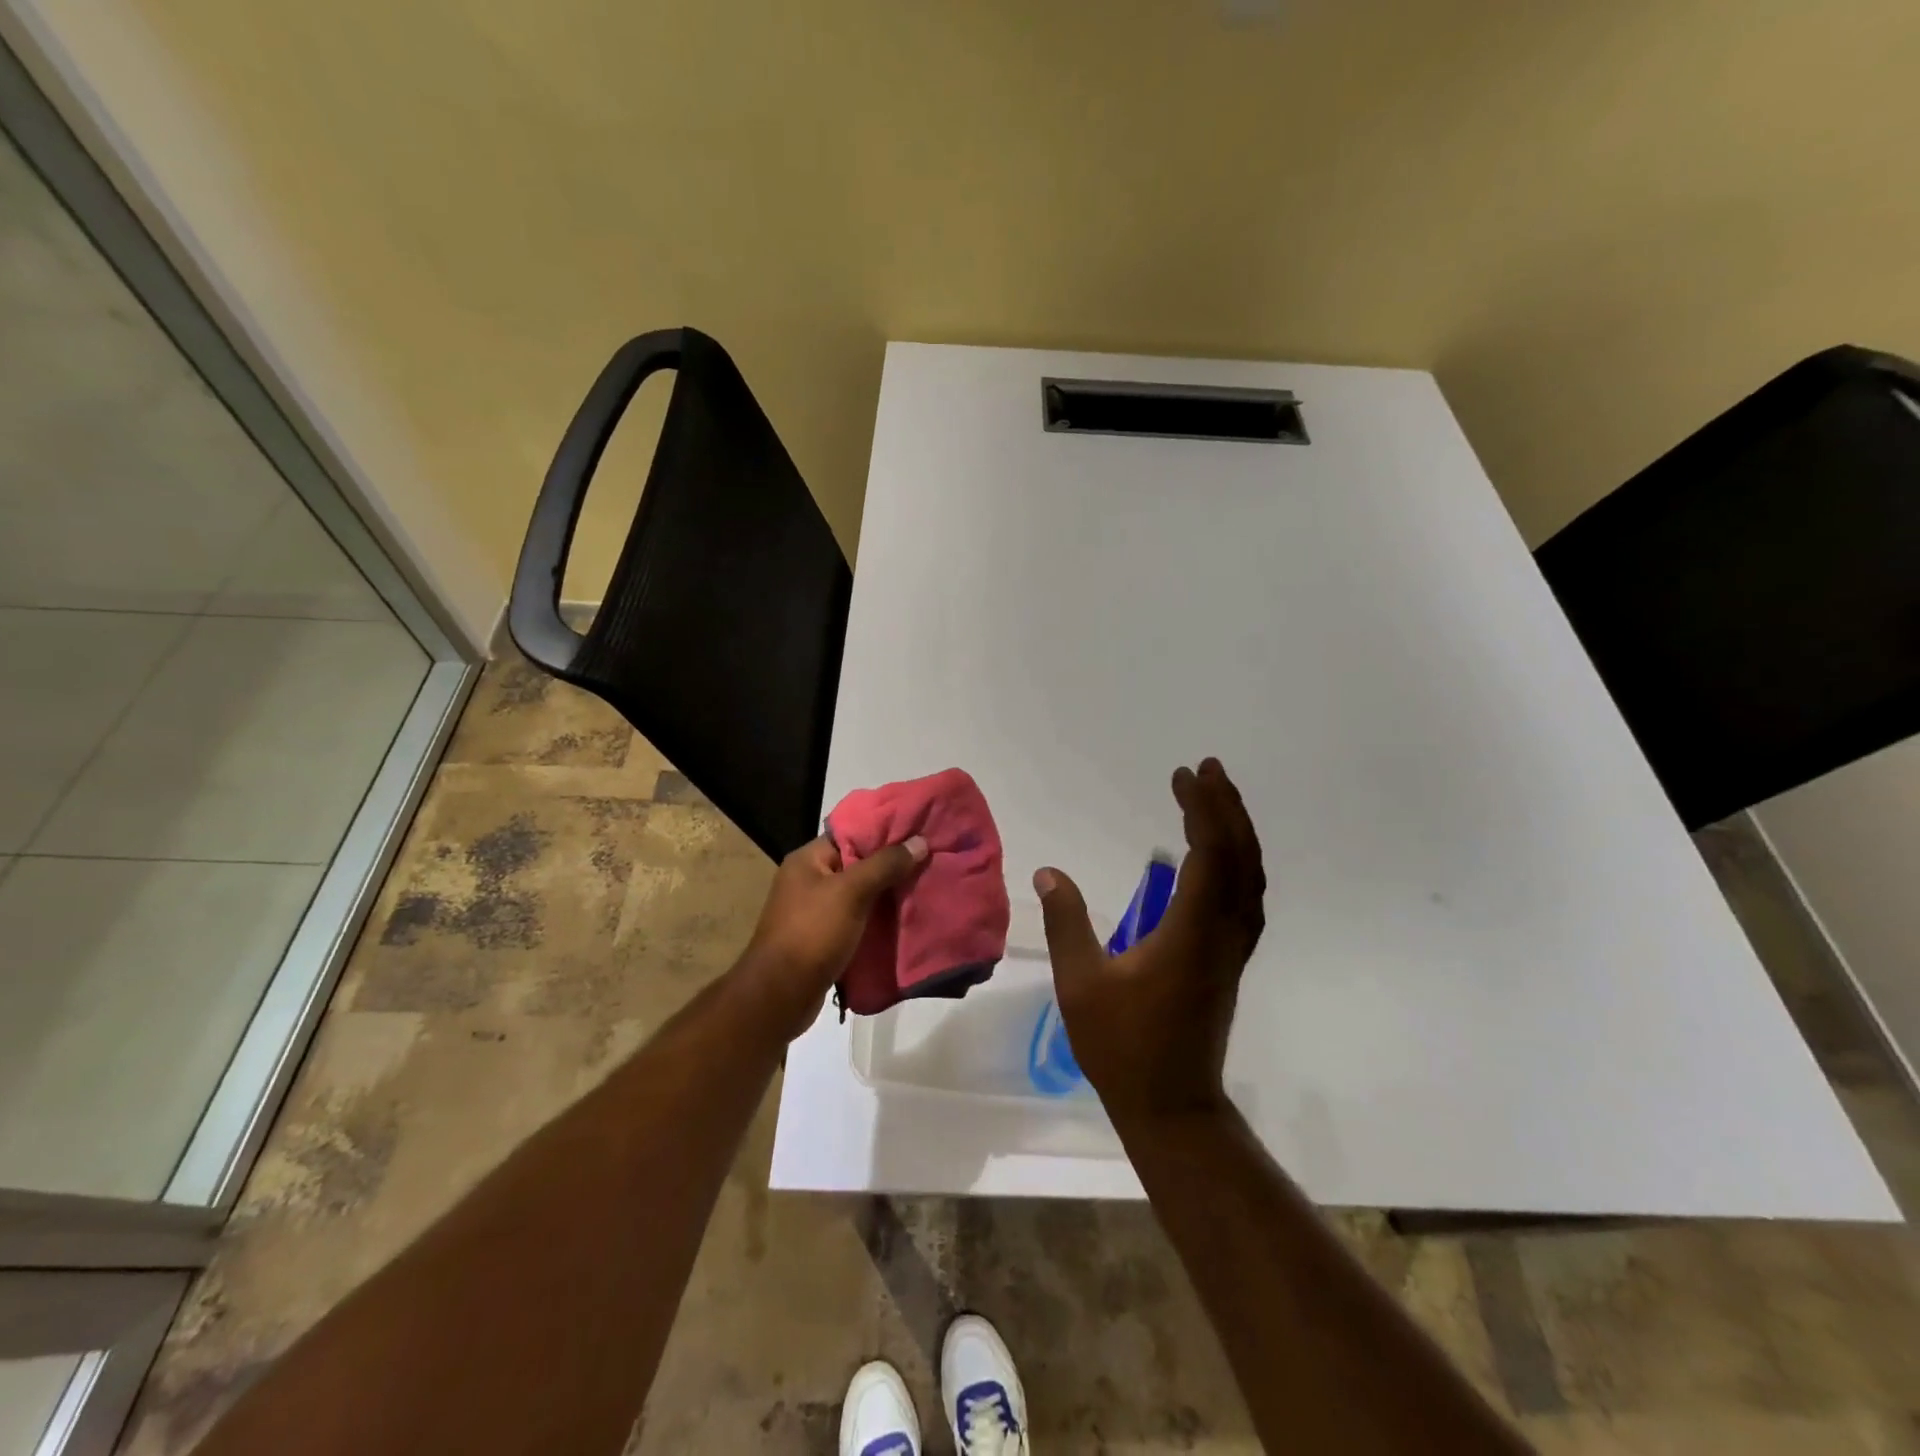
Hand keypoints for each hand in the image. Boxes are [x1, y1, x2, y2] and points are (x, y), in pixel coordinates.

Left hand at [737, 833, 928, 1038]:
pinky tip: (906, 917)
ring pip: (860, 893)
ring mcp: (815, 911)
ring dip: (887, 893)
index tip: (918, 829)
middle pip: (858, 863)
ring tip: (925, 885)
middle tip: (929, 858)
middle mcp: (809, 880)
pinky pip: (857, 919)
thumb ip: (885, 865)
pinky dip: (878, 919)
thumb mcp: (851, 892)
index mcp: (808, 860)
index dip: (884, 830)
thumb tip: (920, 841)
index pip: (850, 833)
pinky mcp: (824, 938)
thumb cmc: (812, 933)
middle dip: (891, 864)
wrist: (780, 995)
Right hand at [1034, 758, 1265, 1123]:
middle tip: (1207, 769)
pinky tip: (1220, 855)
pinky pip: (1245, 895)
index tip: (1182, 777)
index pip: (1210, 854)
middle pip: (1240, 857)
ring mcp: (1232, 948)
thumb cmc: (1123, 1047)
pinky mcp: (1229, 960)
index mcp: (1192, 932)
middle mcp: (1223, 933)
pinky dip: (1238, 861)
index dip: (1201, 809)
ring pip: (1250, 876)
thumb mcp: (1082, 984)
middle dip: (1226, 807)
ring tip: (1216, 798)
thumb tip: (1048, 872)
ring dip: (1237, 831)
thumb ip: (1067, 923)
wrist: (1173, 1105)